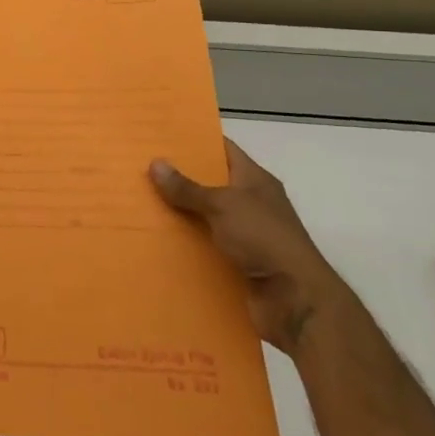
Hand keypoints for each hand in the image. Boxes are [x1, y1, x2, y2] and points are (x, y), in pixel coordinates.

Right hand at [150, 138, 349, 356]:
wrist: (295, 301)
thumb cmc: (264, 239)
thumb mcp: (223, 205)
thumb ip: (188, 187)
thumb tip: (155, 163)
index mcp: (254, 180)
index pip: (222, 149)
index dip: (195, 140)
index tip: (162, 134)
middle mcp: (250, 203)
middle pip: (209, 183)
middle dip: (178, 177)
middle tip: (140, 166)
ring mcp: (244, 234)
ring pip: (203, 216)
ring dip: (178, 212)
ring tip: (138, 201)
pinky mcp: (236, 262)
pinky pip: (204, 245)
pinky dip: (184, 243)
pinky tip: (154, 238)